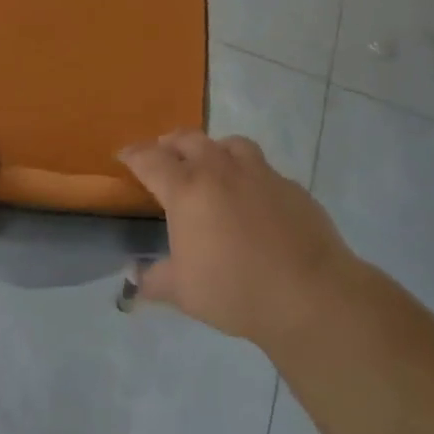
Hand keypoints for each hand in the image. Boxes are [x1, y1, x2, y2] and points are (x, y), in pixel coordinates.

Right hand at [119, 131, 350, 348]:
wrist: (310, 294)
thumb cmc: (235, 290)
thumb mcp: (183, 291)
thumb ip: (154, 280)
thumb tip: (134, 279)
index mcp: (187, 189)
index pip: (150, 159)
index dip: (133, 154)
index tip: (124, 155)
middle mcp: (220, 170)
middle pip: (189, 139)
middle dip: (171, 143)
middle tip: (164, 154)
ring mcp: (260, 174)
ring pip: (230, 144)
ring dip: (214, 149)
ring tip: (211, 165)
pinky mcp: (291, 186)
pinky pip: (263, 170)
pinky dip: (249, 175)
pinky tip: (253, 198)